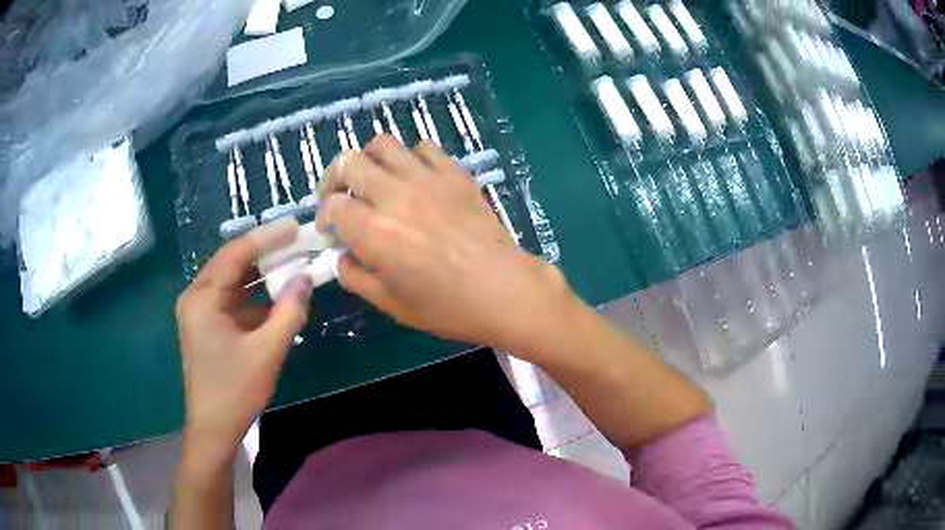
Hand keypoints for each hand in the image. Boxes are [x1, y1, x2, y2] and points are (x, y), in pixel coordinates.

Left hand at [174, 219, 313, 465]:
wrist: (214, 428)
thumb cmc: (235, 391)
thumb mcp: (267, 352)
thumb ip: (289, 312)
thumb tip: (306, 278)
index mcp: (202, 298)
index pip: (235, 254)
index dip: (267, 238)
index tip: (295, 226)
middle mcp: (196, 297)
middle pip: (232, 263)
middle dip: (265, 252)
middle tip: (297, 240)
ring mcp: (200, 312)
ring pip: (233, 281)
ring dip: (261, 274)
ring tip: (292, 262)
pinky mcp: (208, 326)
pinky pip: (233, 301)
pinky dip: (255, 297)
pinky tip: (278, 296)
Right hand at [315, 136, 578, 357]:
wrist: (503, 290)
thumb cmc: (446, 306)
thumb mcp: (389, 303)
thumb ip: (355, 275)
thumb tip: (342, 255)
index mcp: (374, 230)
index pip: (333, 205)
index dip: (325, 216)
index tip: (331, 231)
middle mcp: (394, 195)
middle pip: (349, 162)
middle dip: (335, 178)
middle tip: (341, 197)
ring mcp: (427, 178)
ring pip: (384, 144)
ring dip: (369, 159)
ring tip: (374, 180)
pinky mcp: (455, 173)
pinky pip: (424, 148)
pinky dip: (410, 157)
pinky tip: (414, 178)